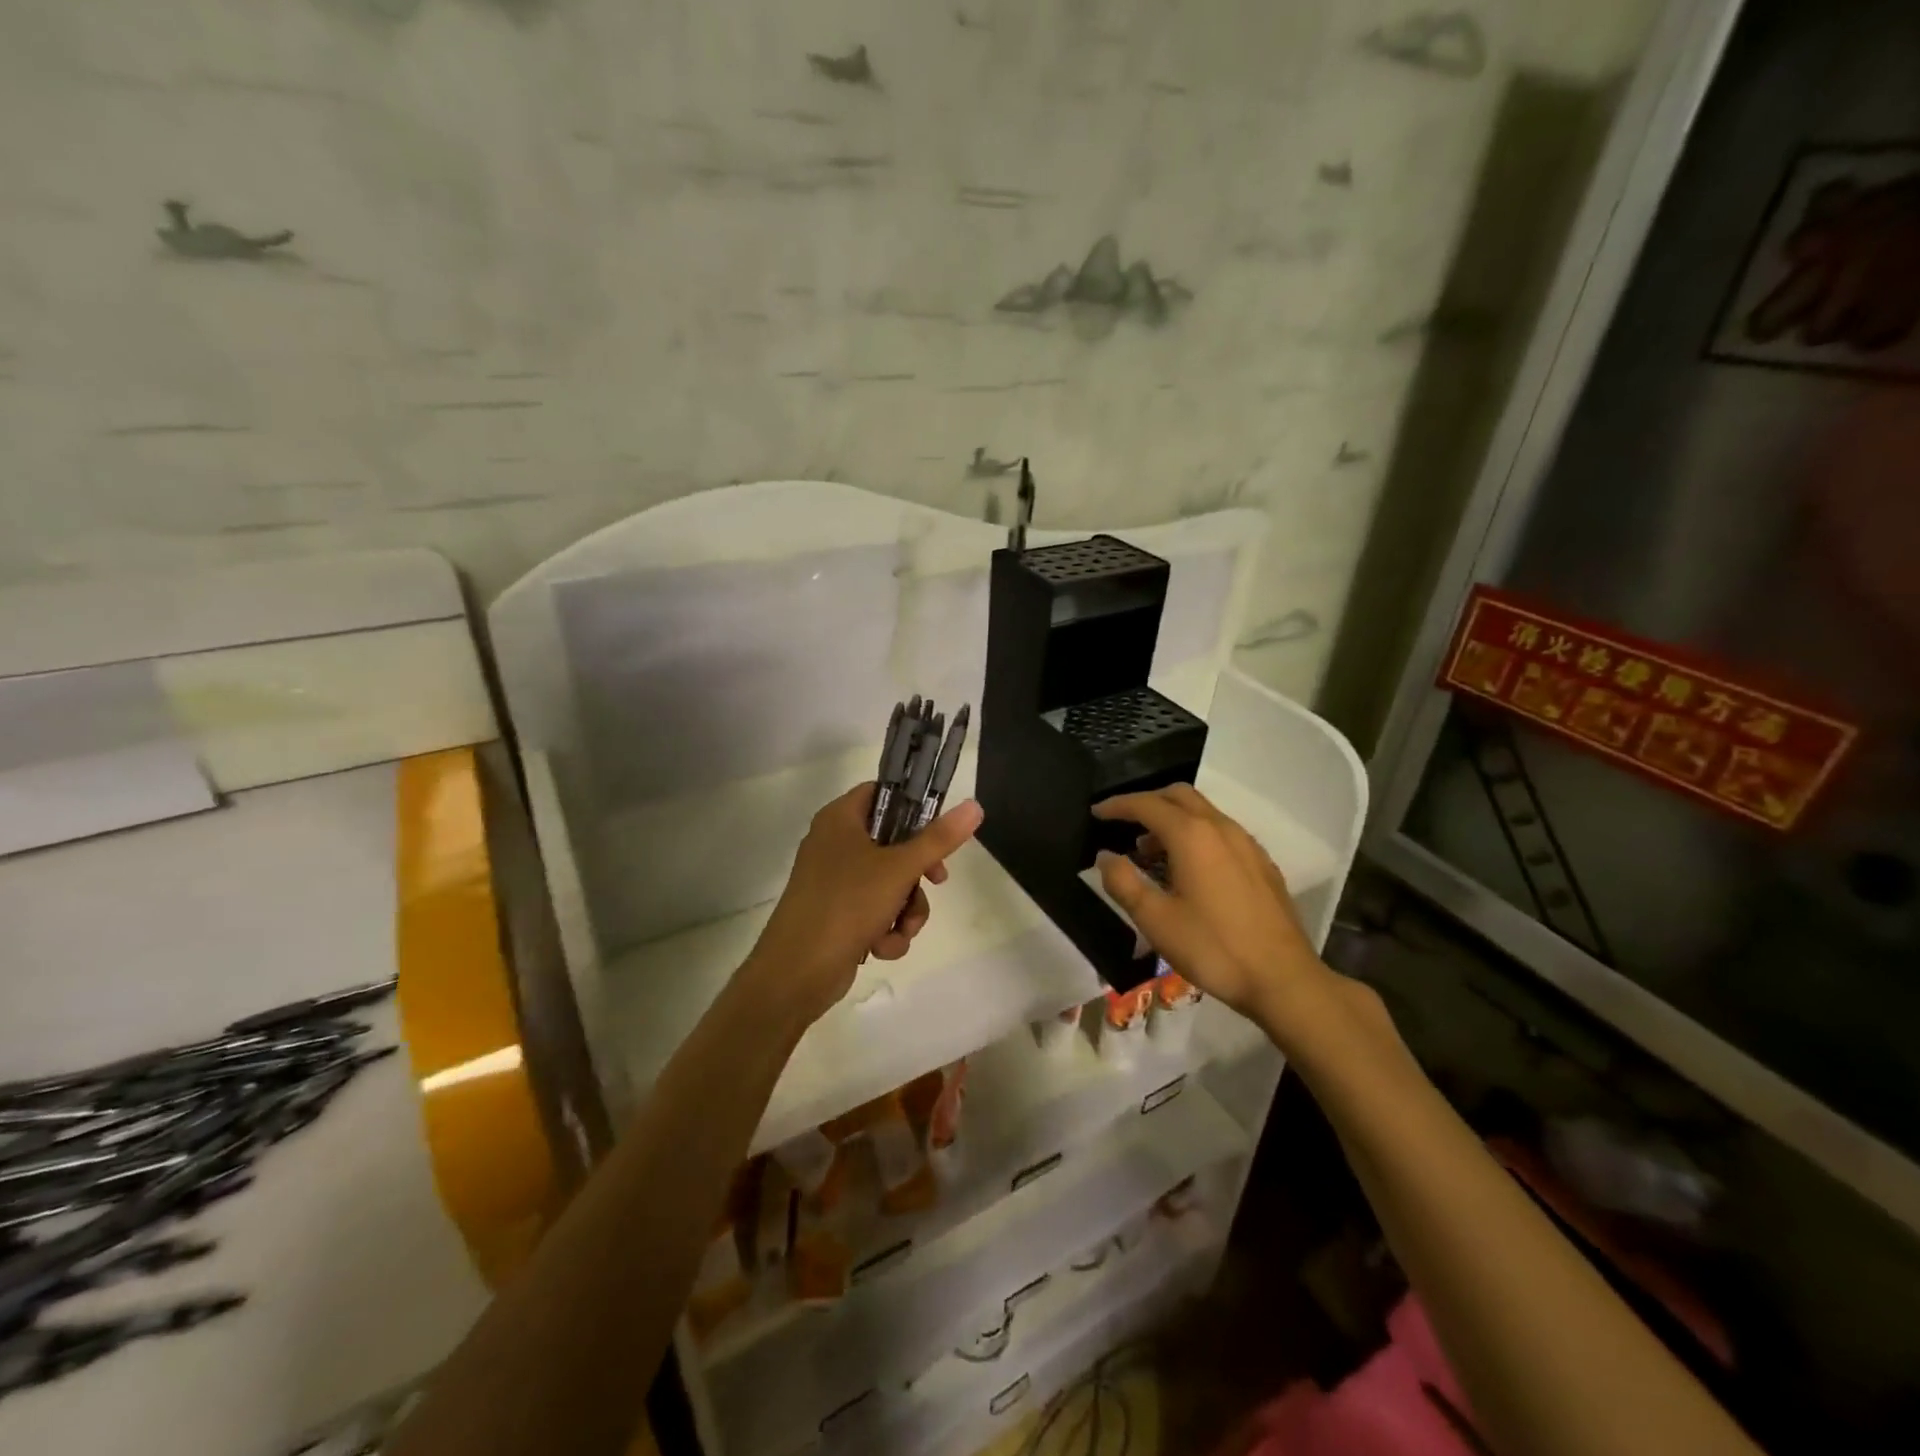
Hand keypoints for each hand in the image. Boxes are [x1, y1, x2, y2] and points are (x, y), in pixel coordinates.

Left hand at [744, 783, 983, 1025]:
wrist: (796, 972)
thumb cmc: (846, 905)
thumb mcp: (899, 869)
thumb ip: (939, 839)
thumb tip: (974, 806)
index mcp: (840, 819)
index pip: (882, 793)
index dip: (913, 807)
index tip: (938, 830)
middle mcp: (835, 844)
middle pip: (893, 842)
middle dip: (917, 873)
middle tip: (936, 881)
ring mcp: (834, 881)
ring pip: (890, 883)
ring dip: (906, 910)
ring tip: (902, 929)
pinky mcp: (836, 914)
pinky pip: (875, 912)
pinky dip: (885, 930)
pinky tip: (881, 948)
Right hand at [1092, 784, 1333, 1044]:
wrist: (1283, 978)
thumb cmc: (1213, 948)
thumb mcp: (1156, 920)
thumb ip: (1124, 882)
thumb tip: (1105, 857)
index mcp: (1192, 836)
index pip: (1147, 805)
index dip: (1117, 805)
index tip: (1096, 812)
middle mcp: (1221, 828)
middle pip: (1179, 796)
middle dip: (1147, 802)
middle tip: (1123, 823)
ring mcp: (1246, 844)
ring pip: (1203, 812)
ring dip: (1172, 819)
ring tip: (1149, 852)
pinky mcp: (1261, 863)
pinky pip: (1221, 832)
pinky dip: (1196, 834)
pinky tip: (1189, 869)